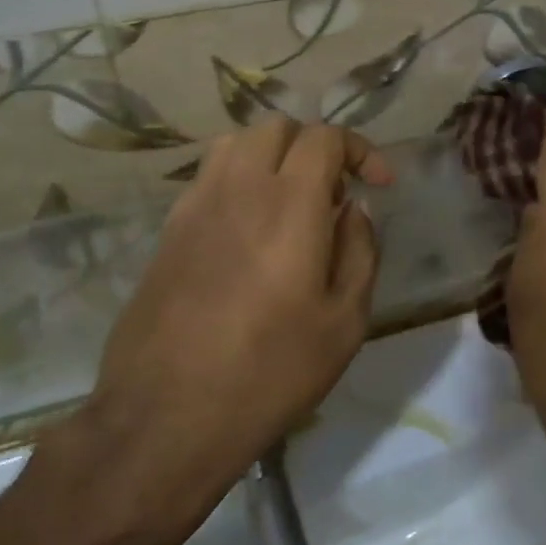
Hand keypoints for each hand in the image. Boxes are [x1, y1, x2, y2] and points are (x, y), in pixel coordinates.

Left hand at [73, 119, 391, 514]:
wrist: (167, 416)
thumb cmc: (272, 372)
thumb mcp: (345, 321)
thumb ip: (360, 250)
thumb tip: (354, 209)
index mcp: (290, 203)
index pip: (324, 137)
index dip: (360, 150)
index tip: (378, 185)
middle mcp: (238, 188)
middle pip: (276, 128)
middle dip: (315, 147)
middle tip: (333, 196)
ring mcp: (194, 206)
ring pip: (235, 145)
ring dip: (271, 158)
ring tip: (290, 205)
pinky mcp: (167, 231)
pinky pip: (207, 179)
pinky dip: (238, 182)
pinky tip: (248, 232)